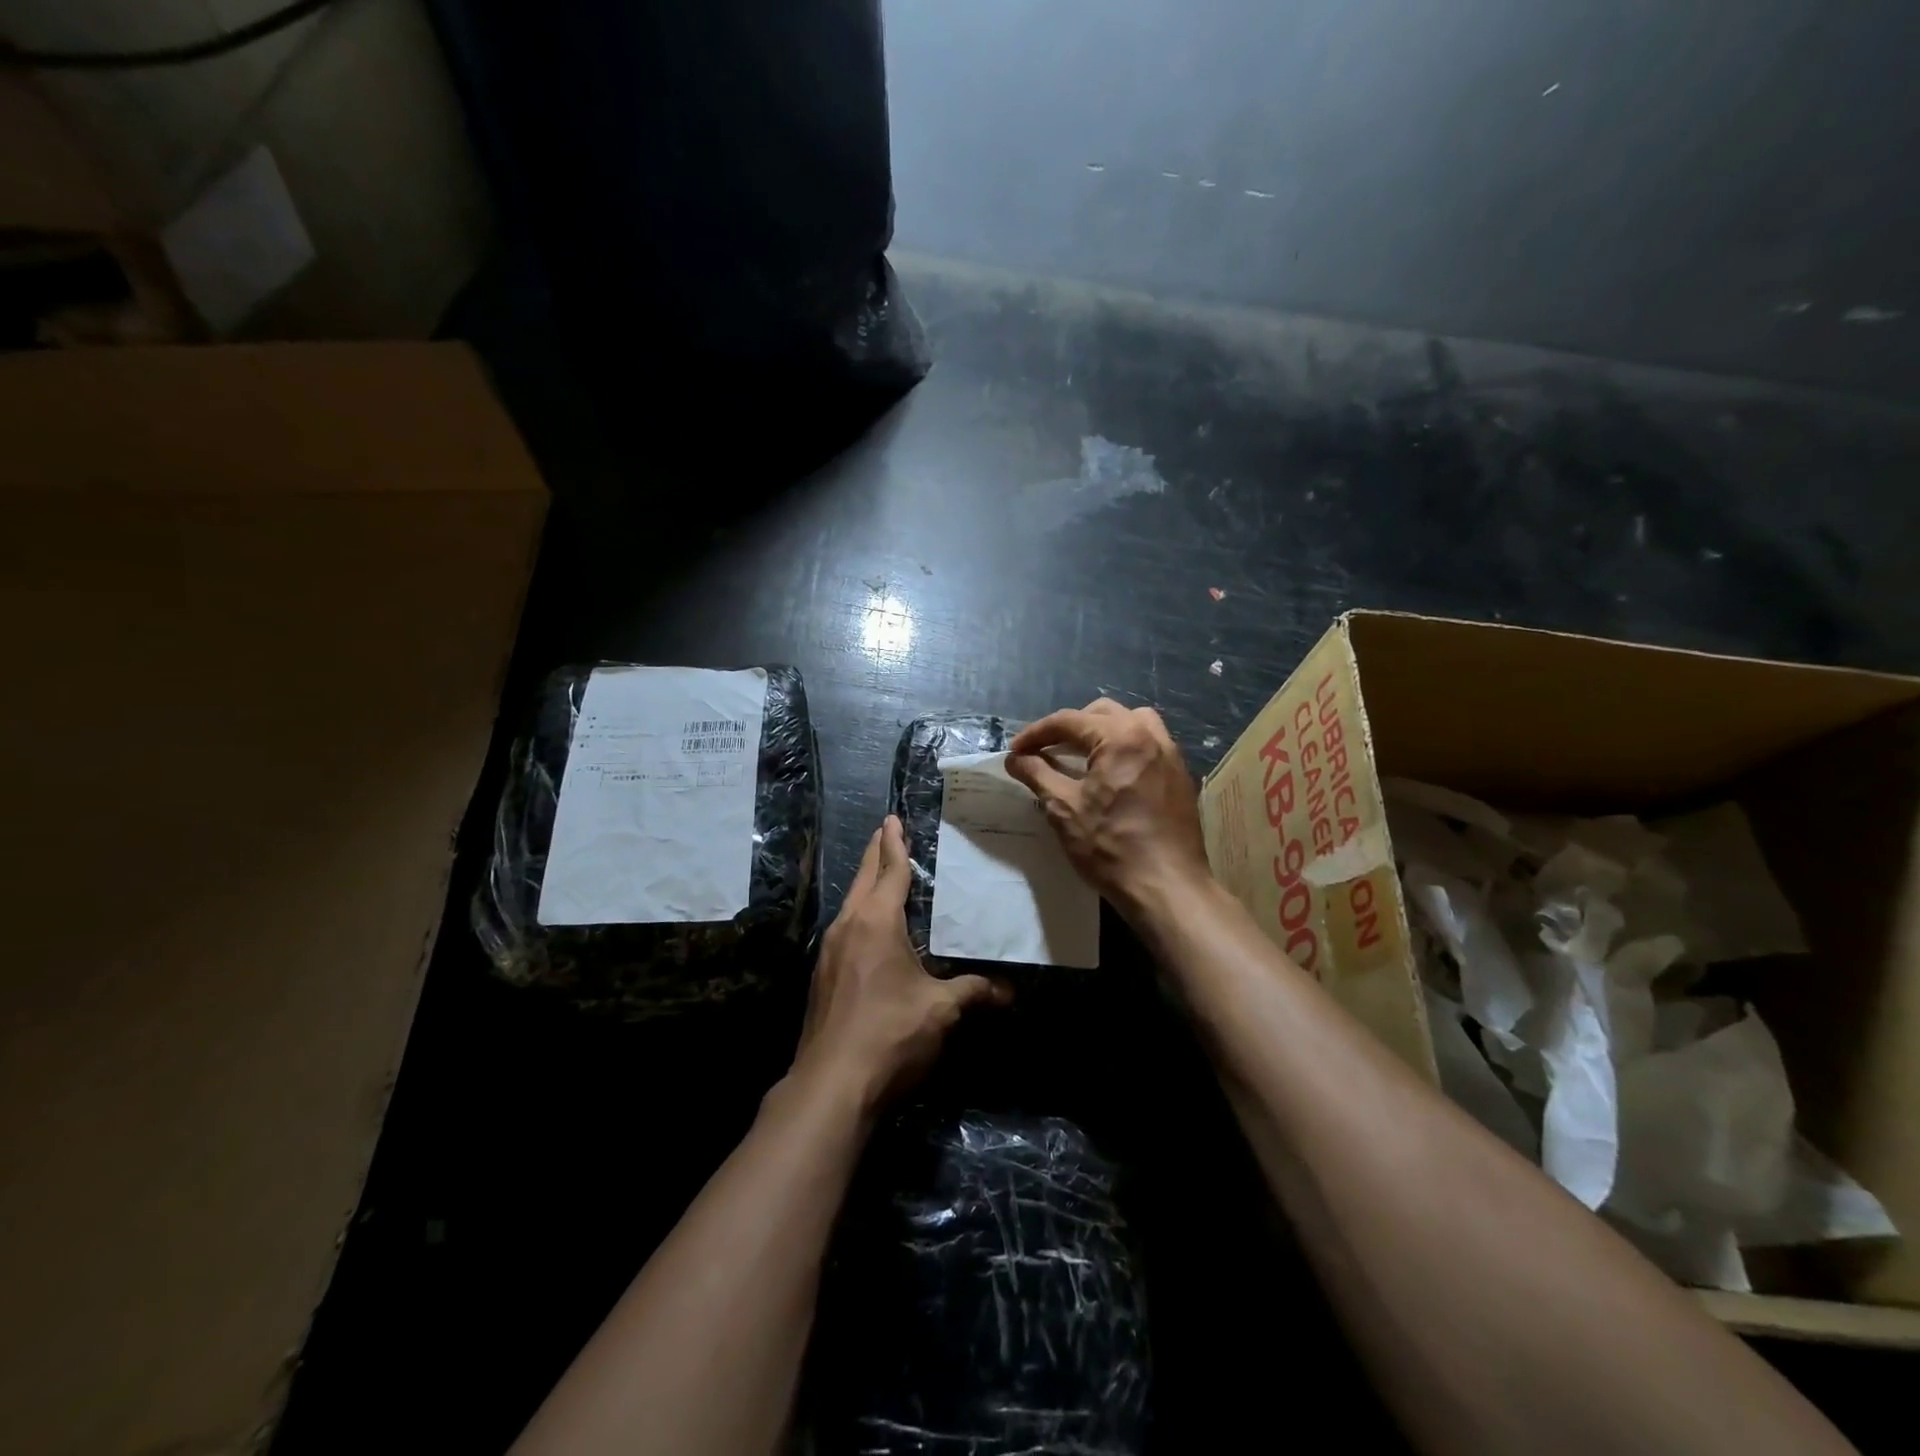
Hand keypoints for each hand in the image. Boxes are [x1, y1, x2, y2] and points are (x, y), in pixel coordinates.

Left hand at [788, 816, 1009, 1113]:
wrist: (831, 1085)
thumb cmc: (890, 1033)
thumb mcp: (940, 1010)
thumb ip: (974, 992)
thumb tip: (1010, 992)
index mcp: (876, 921)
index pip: (889, 870)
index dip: (895, 843)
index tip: (893, 819)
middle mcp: (848, 926)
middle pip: (863, 878)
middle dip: (876, 853)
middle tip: (886, 831)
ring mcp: (829, 951)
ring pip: (849, 903)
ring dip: (865, 883)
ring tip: (880, 874)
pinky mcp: (822, 976)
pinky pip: (844, 928)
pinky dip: (859, 913)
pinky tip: (868, 929)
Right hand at [1006, 698, 1209, 916]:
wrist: (1167, 887)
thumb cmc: (1111, 847)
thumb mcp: (1064, 809)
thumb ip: (1037, 775)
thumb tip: (1015, 758)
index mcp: (1120, 738)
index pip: (1069, 721)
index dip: (1036, 734)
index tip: (1015, 751)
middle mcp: (1150, 735)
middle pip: (1102, 713)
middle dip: (1069, 727)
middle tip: (1046, 750)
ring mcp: (1170, 754)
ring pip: (1131, 722)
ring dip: (1101, 731)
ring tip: (1081, 755)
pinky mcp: (1180, 775)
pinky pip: (1149, 744)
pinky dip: (1124, 747)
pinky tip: (1111, 774)